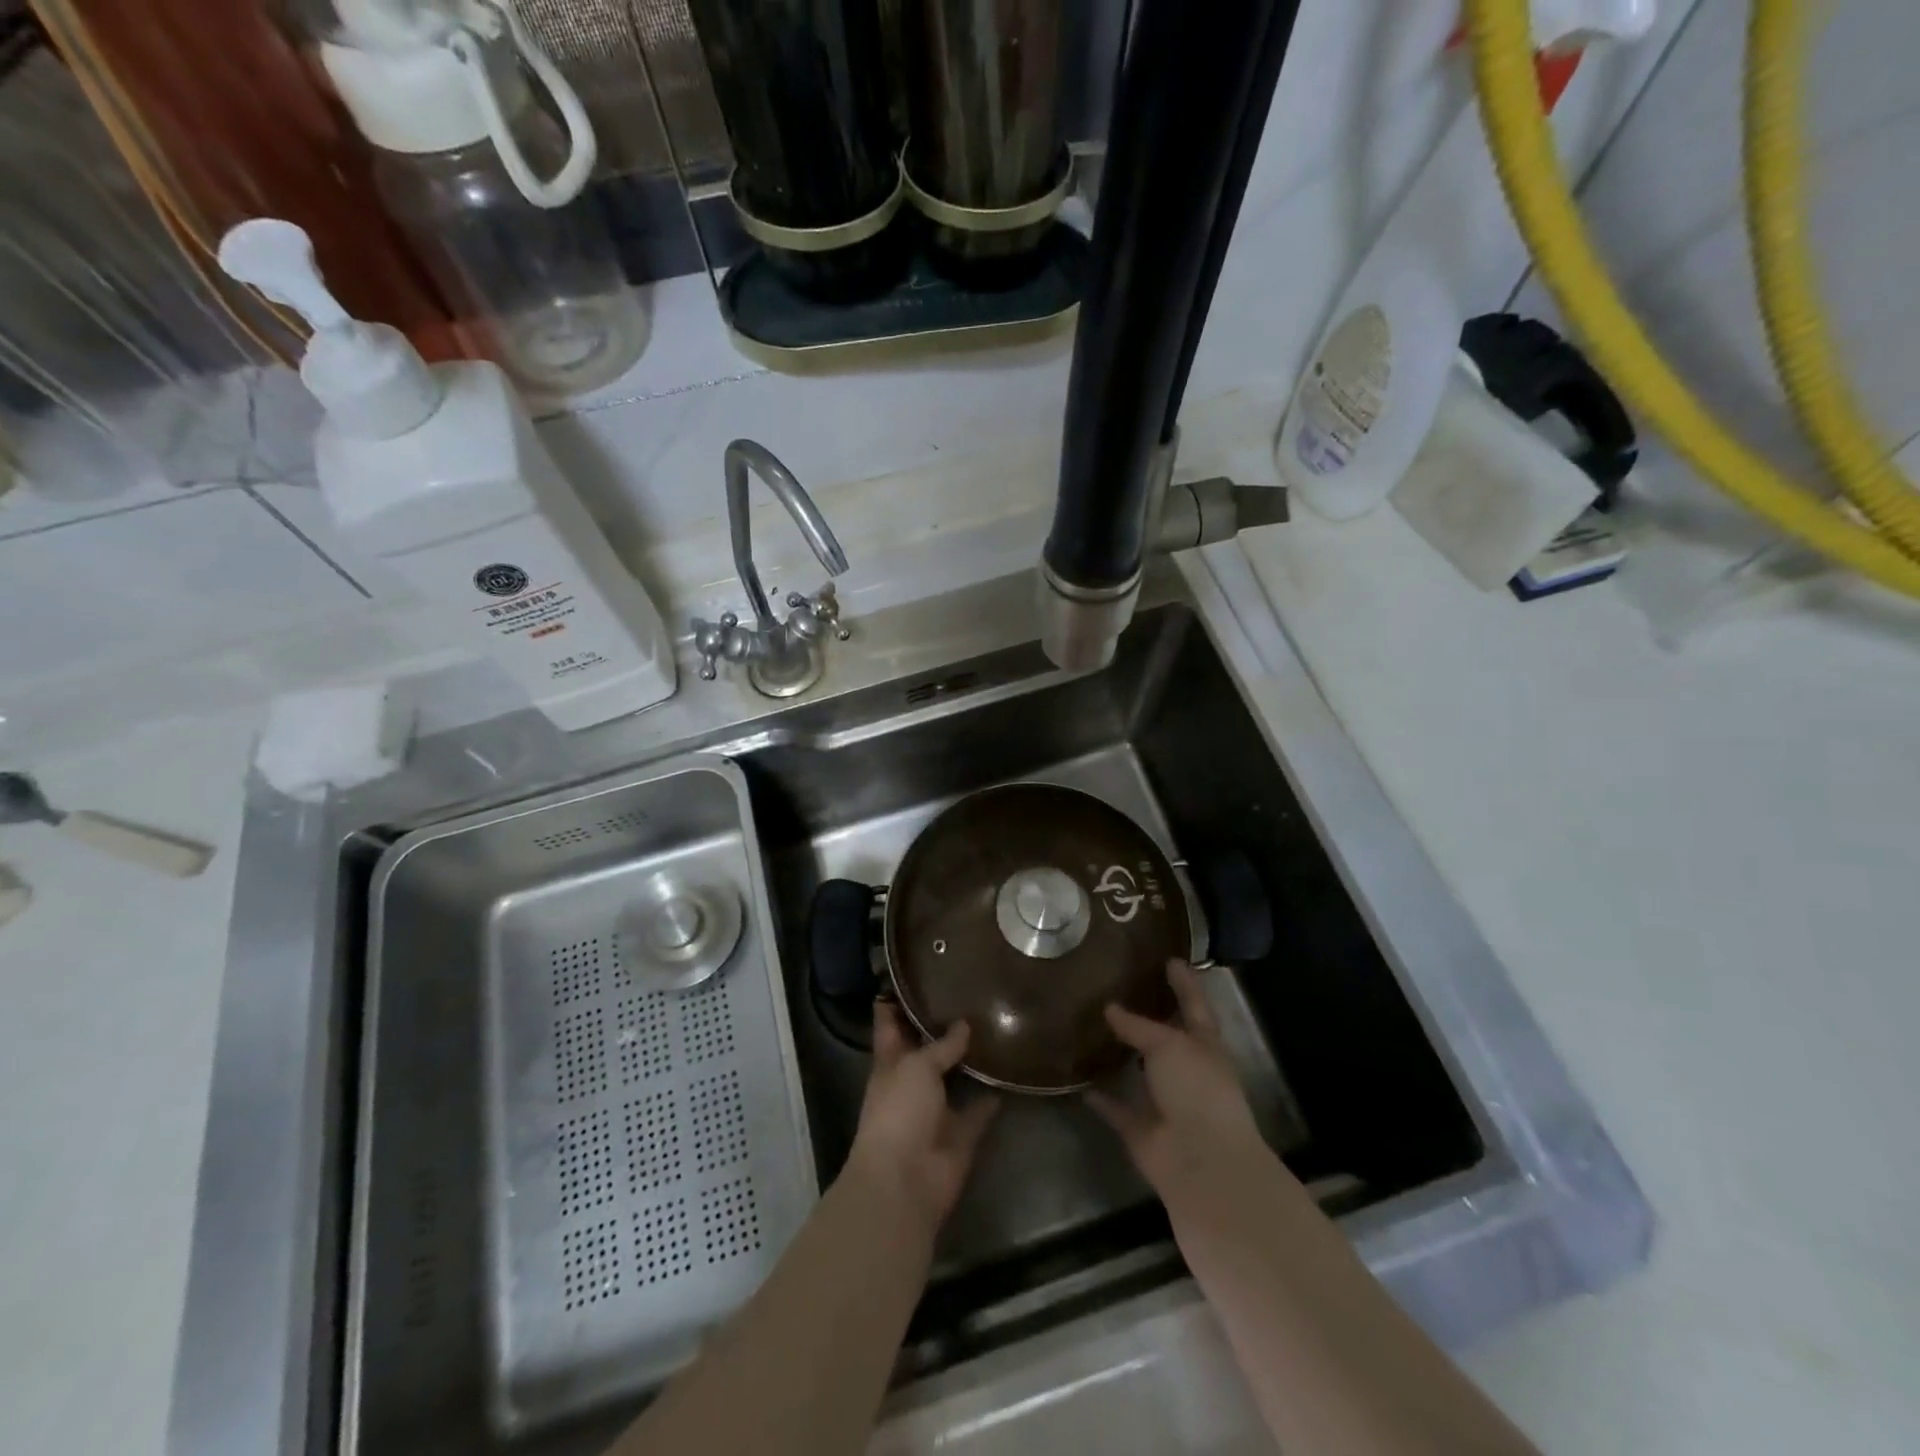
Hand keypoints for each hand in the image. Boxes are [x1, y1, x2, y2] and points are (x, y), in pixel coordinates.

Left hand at [844, 1003, 998, 1229]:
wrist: (906, 1181)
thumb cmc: (899, 1112)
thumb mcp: (917, 1066)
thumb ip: (941, 1045)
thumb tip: (964, 1024)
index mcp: (890, 1063)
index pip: (889, 1024)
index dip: (894, 1001)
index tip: (909, 975)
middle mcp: (911, 1083)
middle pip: (926, 1048)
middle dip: (941, 1026)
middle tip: (968, 992)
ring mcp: (936, 1110)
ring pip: (955, 1078)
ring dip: (970, 1060)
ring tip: (995, 1025)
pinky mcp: (961, 1134)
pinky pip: (980, 1110)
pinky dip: (992, 1096)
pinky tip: (1010, 1072)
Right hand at [1087, 959, 1268, 1203]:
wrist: (1201, 1162)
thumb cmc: (1197, 1090)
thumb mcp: (1169, 1045)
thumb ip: (1138, 1026)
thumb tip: (1110, 1008)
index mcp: (1205, 1046)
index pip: (1194, 1005)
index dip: (1185, 982)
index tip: (1171, 959)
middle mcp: (1187, 1071)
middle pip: (1166, 1038)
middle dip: (1149, 1017)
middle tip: (1119, 987)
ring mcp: (1166, 1102)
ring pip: (1140, 1072)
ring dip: (1122, 1055)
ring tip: (1092, 1025)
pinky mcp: (1142, 1130)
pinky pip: (1117, 1108)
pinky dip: (1100, 1097)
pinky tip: (1078, 1080)